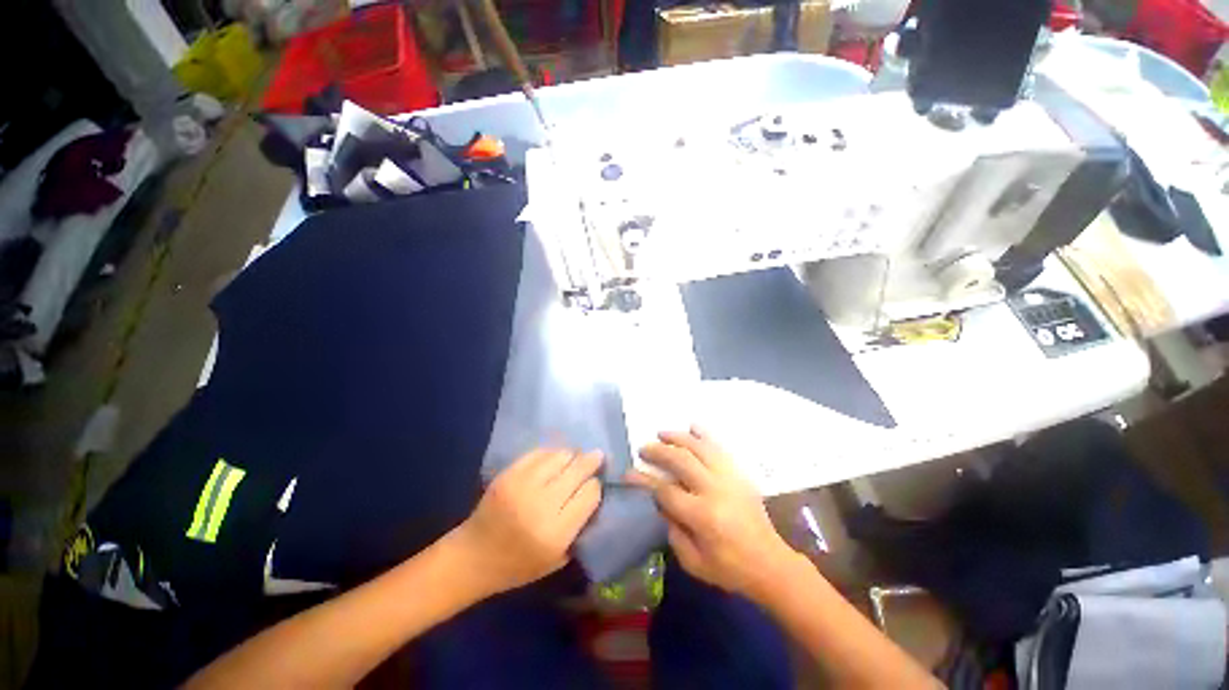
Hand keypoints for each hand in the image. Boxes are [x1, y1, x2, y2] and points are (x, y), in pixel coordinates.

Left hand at [452, 448, 602, 596]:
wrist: (472, 556)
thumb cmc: (517, 566)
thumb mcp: (556, 559)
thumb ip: (579, 527)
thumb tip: (594, 493)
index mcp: (556, 533)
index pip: (590, 494)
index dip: (595, 486)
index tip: (595, 484)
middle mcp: (541, 505)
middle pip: (577, 470)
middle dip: (591, 461)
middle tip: (598, 457)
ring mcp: (522, 485)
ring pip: (560, 456)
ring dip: (572, 456)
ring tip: (574, 459)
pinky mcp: (508, 474)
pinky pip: (539, 453)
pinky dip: (552, 453)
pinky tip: (555, 459)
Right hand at [627, 427, 797, 601]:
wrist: (770, 562)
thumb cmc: (729, 568)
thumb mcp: (694, 562)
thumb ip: (672, 531)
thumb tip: (659, 503)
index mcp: (702, 516)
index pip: (665, 490)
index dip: (643, 480)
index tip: (629, 473)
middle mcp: (714, 490)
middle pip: (680, 460)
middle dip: (658, 451)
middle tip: (644, 449)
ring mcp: (729, 477)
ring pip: (699, 447)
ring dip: (678, 437)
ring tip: (661, 433)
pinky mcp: (739, 473)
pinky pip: (719, 447)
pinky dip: (704, 434)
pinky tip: (692, 425)